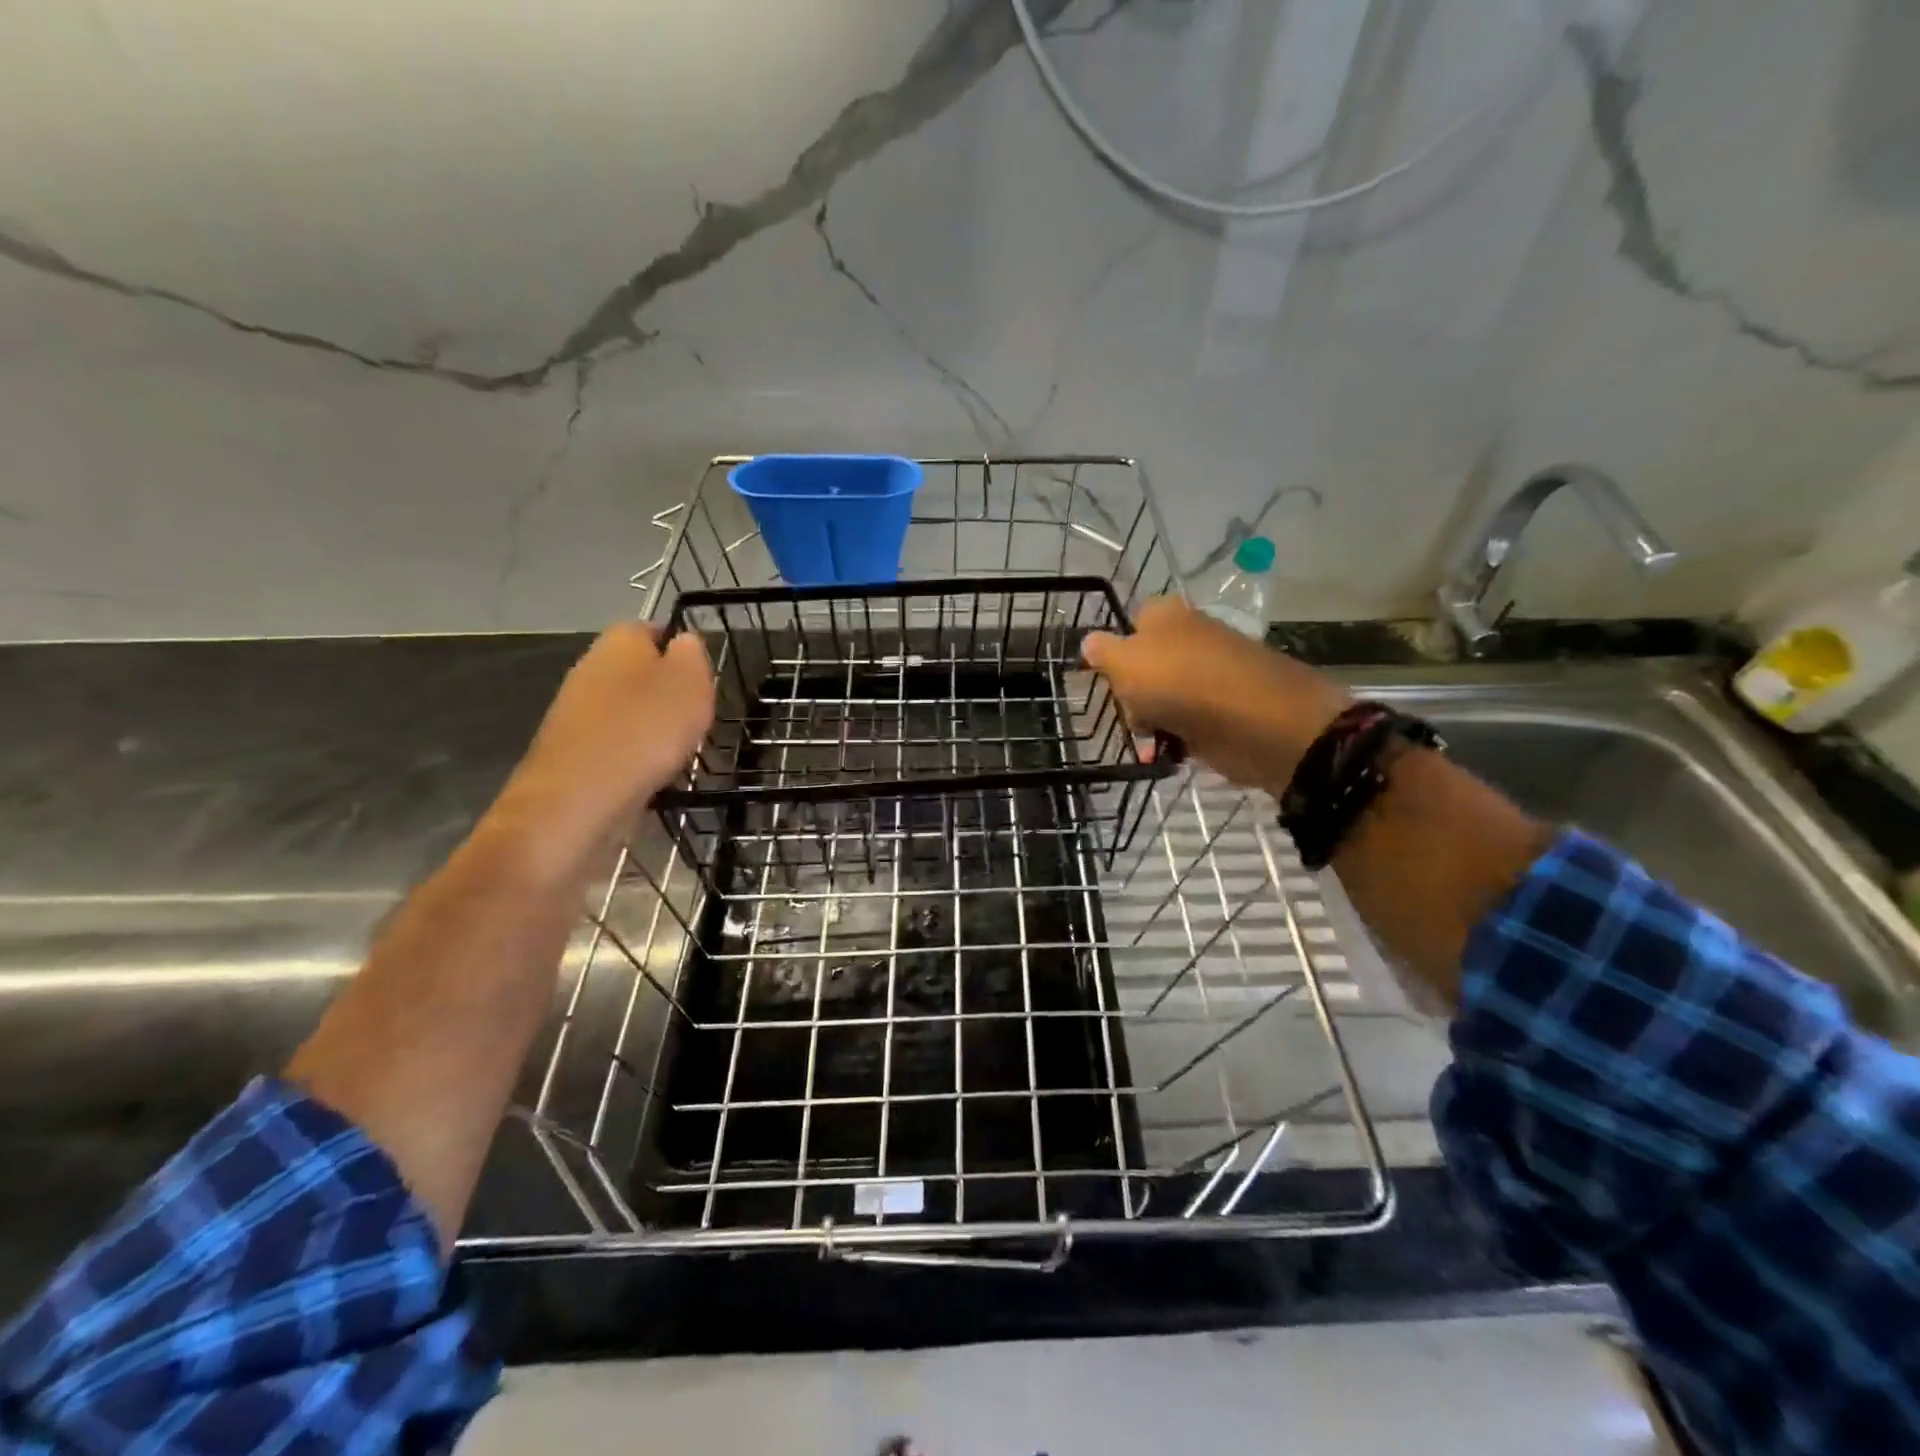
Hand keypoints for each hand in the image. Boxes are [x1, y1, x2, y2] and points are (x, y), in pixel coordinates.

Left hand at [492, 622, 714, 863]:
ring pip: (627, 706)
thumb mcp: (689, 682)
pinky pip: (614, 740)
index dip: (682, 650)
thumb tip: (684, 642)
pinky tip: (649, 772)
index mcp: (620, 640)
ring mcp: (576, 708)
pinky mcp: (571, 747)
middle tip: (696, 716)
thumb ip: (693, 654)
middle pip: (640, 670)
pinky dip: (634, 752)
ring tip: (678, 749)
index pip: (654, 628)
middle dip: (668, 691)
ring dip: (652, 724)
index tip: (704, 679)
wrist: (577, 798)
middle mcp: (591, 665)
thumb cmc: (644, 730)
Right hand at [1082, 597, 1349, 793]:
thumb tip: (1089, 642)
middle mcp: (1189, 638)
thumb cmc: (1180, 682)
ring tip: (1149, 739)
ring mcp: (1210, 675)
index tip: (1105, 678)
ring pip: (1162, 697)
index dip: (1114, 651)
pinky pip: (1187, 723)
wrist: (1257, 721)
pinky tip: (1168, 753)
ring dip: (1150, 721)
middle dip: (1130, 694)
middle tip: (1128, 711)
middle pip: (1143, 666)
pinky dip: (1176, 739)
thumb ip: (1102, 651)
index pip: (1130, 623)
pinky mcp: (1225, 709)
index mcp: (1166, 615)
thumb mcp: (1125, 662)